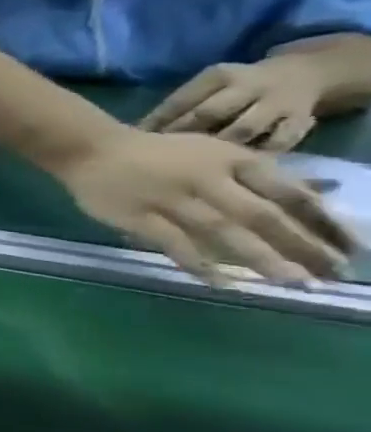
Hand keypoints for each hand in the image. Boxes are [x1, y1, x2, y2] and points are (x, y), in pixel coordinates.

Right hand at [55, 126, 350, 282]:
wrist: (88, 149)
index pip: (288, 192)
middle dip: (300, 245)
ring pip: (222, 230)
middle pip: (261, 215)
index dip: (322, 221)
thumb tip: (319, 194)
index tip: (351, 247)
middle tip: (330, 274)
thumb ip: (256, 176)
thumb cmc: (155, 153)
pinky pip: (172, 242)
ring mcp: (169, 198)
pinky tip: (221, 283)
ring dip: (259, 257)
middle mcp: (205, 178)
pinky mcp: (136, 215)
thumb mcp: (211, 152)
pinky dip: (198, 263)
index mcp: (230, 160)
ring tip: (291, 282)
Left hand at [140, 57, 327, 149]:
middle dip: (183, 134)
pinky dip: (258, 154)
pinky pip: (280, 142)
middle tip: (163, 154)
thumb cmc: (235, 87)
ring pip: (243, 129)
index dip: (158, 121)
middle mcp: (250, 87)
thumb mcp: (207, 86)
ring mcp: (278, 104)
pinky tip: (238, 166)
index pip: (182, 100)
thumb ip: (179, 104)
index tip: (138, 139)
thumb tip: (140, 131)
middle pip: (210, 112)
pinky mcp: (302, 121)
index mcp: (219, 76)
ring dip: (217, 147)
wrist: (302, 74)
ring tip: (197, 163)